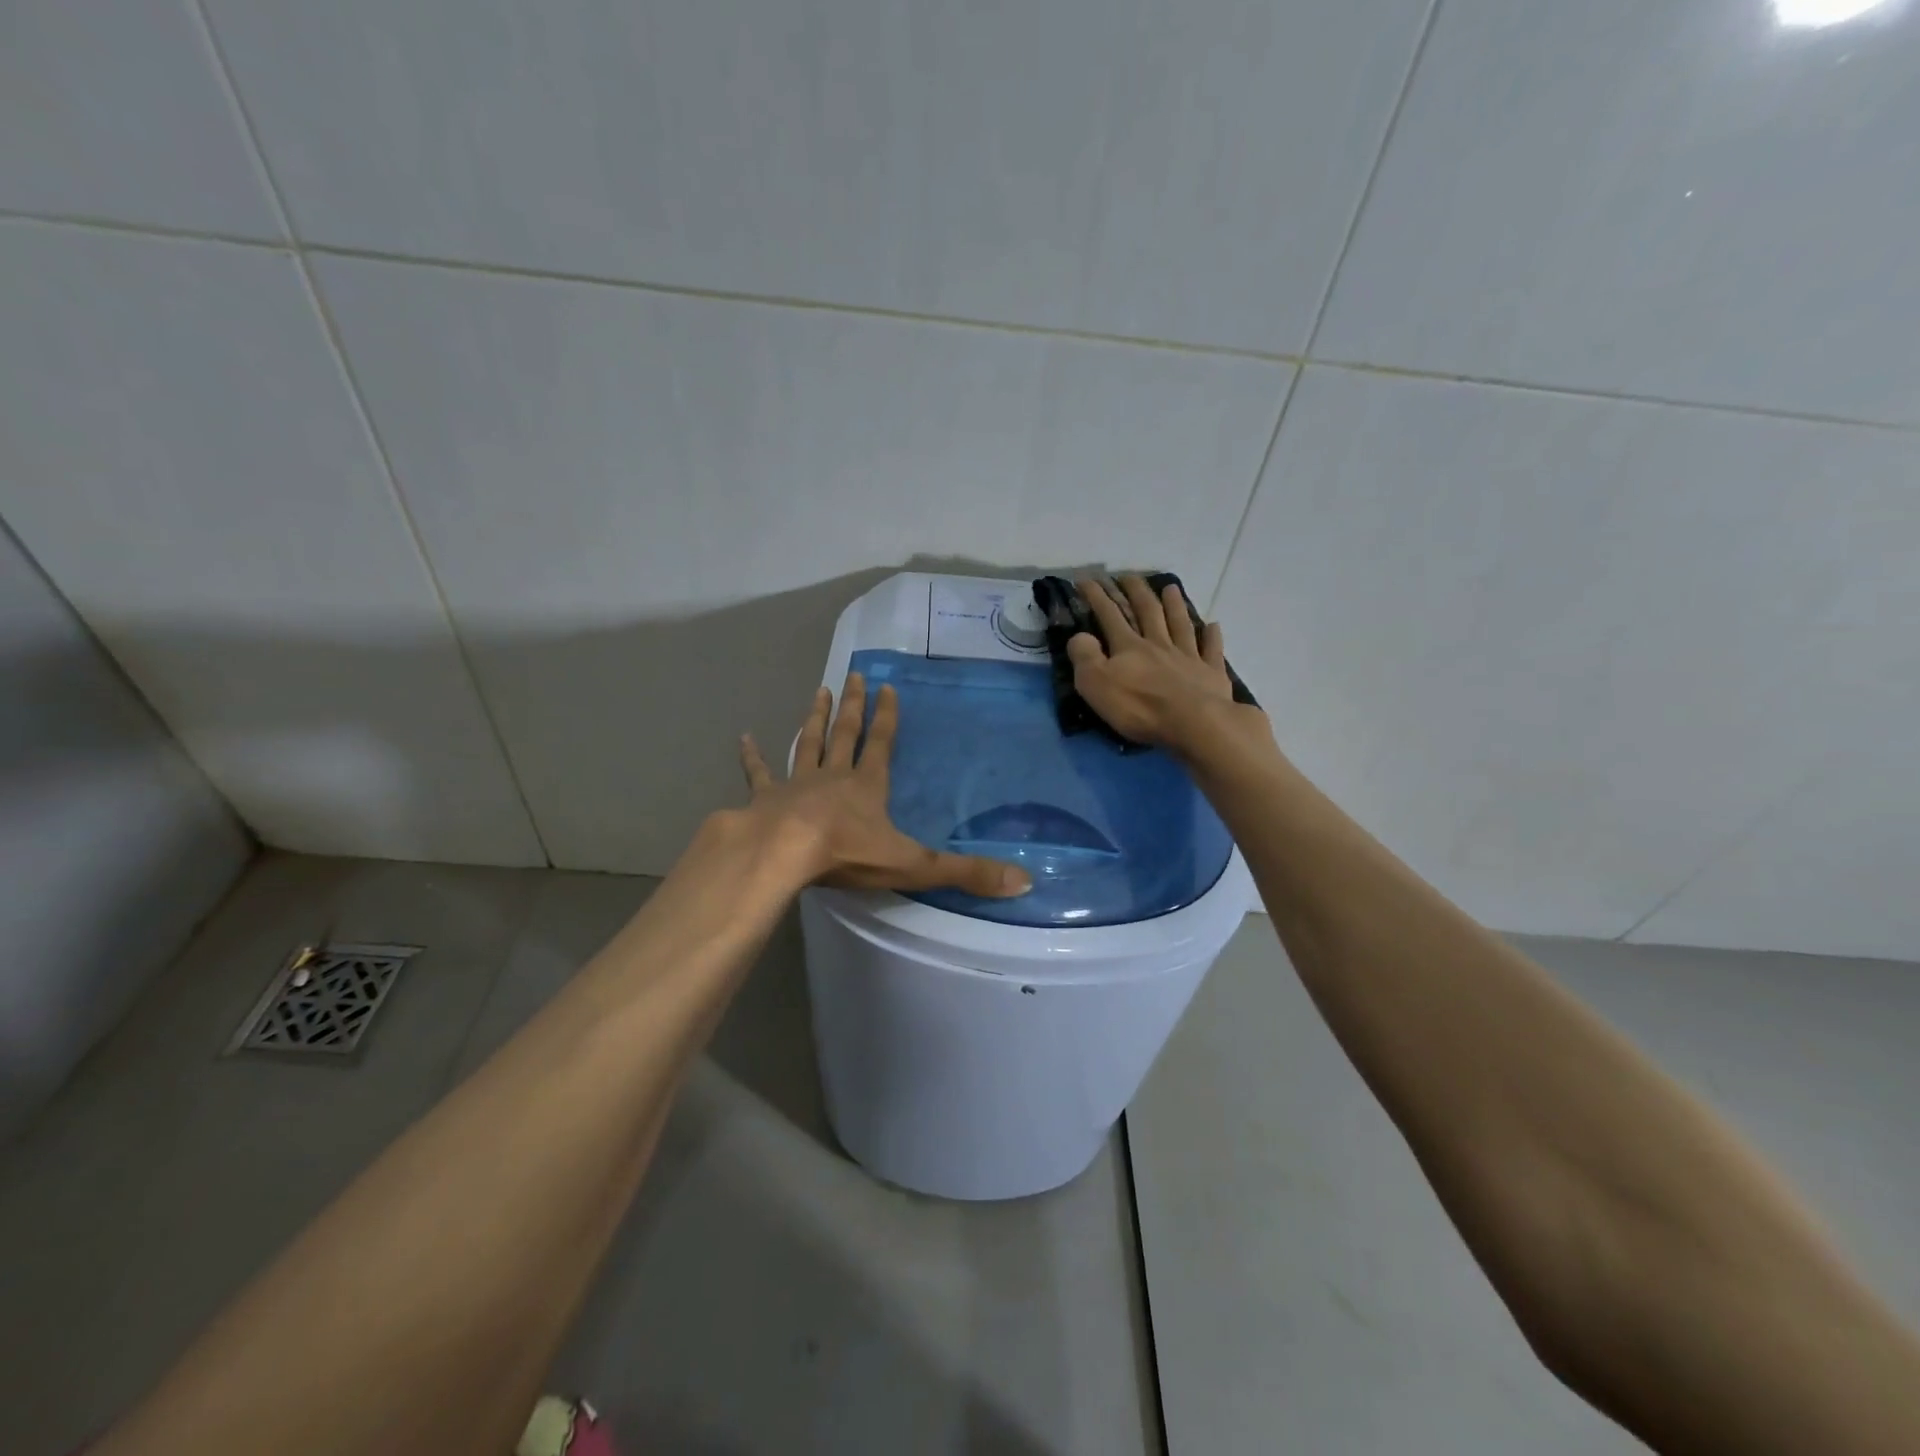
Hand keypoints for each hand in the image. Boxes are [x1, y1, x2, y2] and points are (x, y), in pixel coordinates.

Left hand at [739, 672, 1033, 897]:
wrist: (784, 855)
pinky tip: (744, 738)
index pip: (882, 744)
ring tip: (817, 691)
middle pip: (845, 734)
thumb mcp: (915, 866)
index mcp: (867, 787)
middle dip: (851, 706)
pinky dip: (753, 757)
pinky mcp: (765, 799)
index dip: (888, 717)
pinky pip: (759, 773)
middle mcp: (833, 777)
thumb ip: (967, 873)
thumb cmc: (848, 855)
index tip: (888, 687)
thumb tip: (1024, 881)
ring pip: (808, 743)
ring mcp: (796, 785)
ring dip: (814, 718)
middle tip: (852, 675)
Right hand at [1068, 574, 1267, 756]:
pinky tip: (1213, 625)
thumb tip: (1079, 636)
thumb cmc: (1139, 707)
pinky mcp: (1211, 674)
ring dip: (1174, 605)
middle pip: (1147, 612)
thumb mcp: (1096, 684)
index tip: (1085, 579)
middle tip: (1129, 576)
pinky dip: (1212, 636)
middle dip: (1136, 592)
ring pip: (1180, 624)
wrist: (1194, 723)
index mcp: (1129, 647)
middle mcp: (1159, 644)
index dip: (1096, 596)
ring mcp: (1188, 657)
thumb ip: (1085, 657)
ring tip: (1171, 588)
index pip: (1109, 615)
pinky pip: (1211, 650)